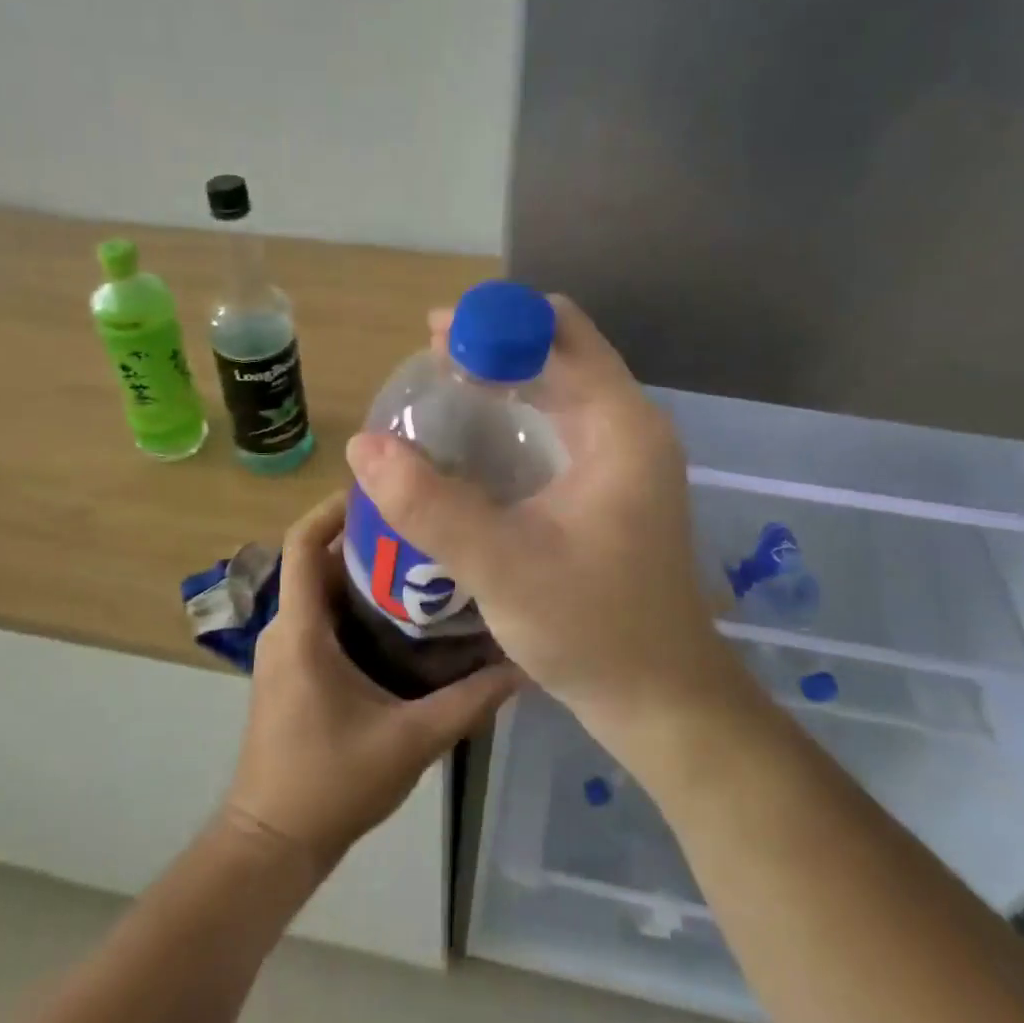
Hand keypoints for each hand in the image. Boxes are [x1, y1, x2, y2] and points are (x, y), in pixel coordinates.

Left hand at [222, 491, 519, 869]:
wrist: (272, 843)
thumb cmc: (330, 784)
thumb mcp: (411, 740)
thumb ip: (469, 701)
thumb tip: (524, 664)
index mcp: (301, 630)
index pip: (302, 543)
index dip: (334, 507)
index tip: (383, 489)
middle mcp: (285, 628)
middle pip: (319, 559)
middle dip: (368, 537)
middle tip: (426, 525)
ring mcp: (285, 650)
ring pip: (323, 590)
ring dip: (365, 573)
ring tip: (425, 562)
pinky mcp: (292, 669)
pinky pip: (322, 617)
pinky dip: (358, 605)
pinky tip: (405, 618)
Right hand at [344, 296, 736, 732]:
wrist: (661, 701)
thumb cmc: (594, 629)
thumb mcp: (502, 565)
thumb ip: (430, 504)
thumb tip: (362, 445)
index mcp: (620, 424)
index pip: (560, 331)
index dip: (496, 321)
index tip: (434, 337)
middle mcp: (629, 426)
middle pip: (559, 352)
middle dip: (492, 346)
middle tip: (425, 366)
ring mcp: (624, 457)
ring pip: (559, 388)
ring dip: (502, 380)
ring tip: (438, 393)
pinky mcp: (612, 486)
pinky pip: (559, 425)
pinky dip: (516, 415)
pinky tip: (473, 442)